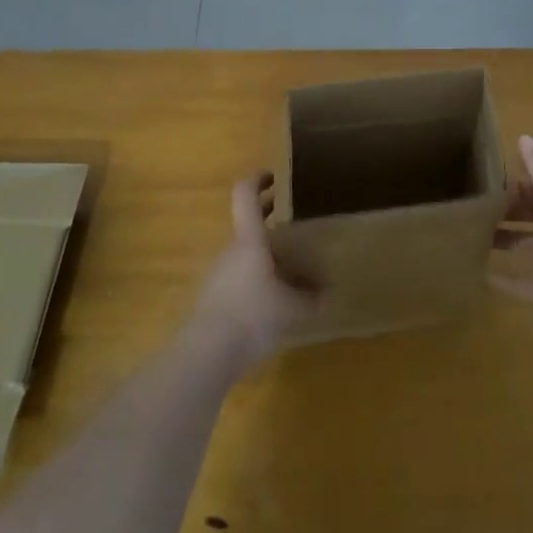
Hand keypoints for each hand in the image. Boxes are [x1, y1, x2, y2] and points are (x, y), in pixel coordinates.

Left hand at [189, 174, 316, 369]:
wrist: (205, 354)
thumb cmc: (252, 315)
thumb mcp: (291, 307)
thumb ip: (310, 298)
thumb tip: (326, 292)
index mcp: (249, 240)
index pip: (245, 195)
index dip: (257, 180)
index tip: (273, 178)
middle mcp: (230, 251)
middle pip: (247, 226)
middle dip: (267, 220)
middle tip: (289, 222)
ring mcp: (217, 275)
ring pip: (243, 254)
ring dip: (262, 255)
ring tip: (288, 271)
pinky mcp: (211, 300)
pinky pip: (237, 279)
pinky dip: (254, 280)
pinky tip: (271, 303)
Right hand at [492, 136, 532, 333]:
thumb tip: (524, 136)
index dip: (518, 180)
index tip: (486, 178)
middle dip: (510, 210)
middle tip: (476, 207)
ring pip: (531, 247)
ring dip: (507, 242)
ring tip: (474, 238)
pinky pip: (528, 285)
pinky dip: (508, 282)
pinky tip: (484, 278)